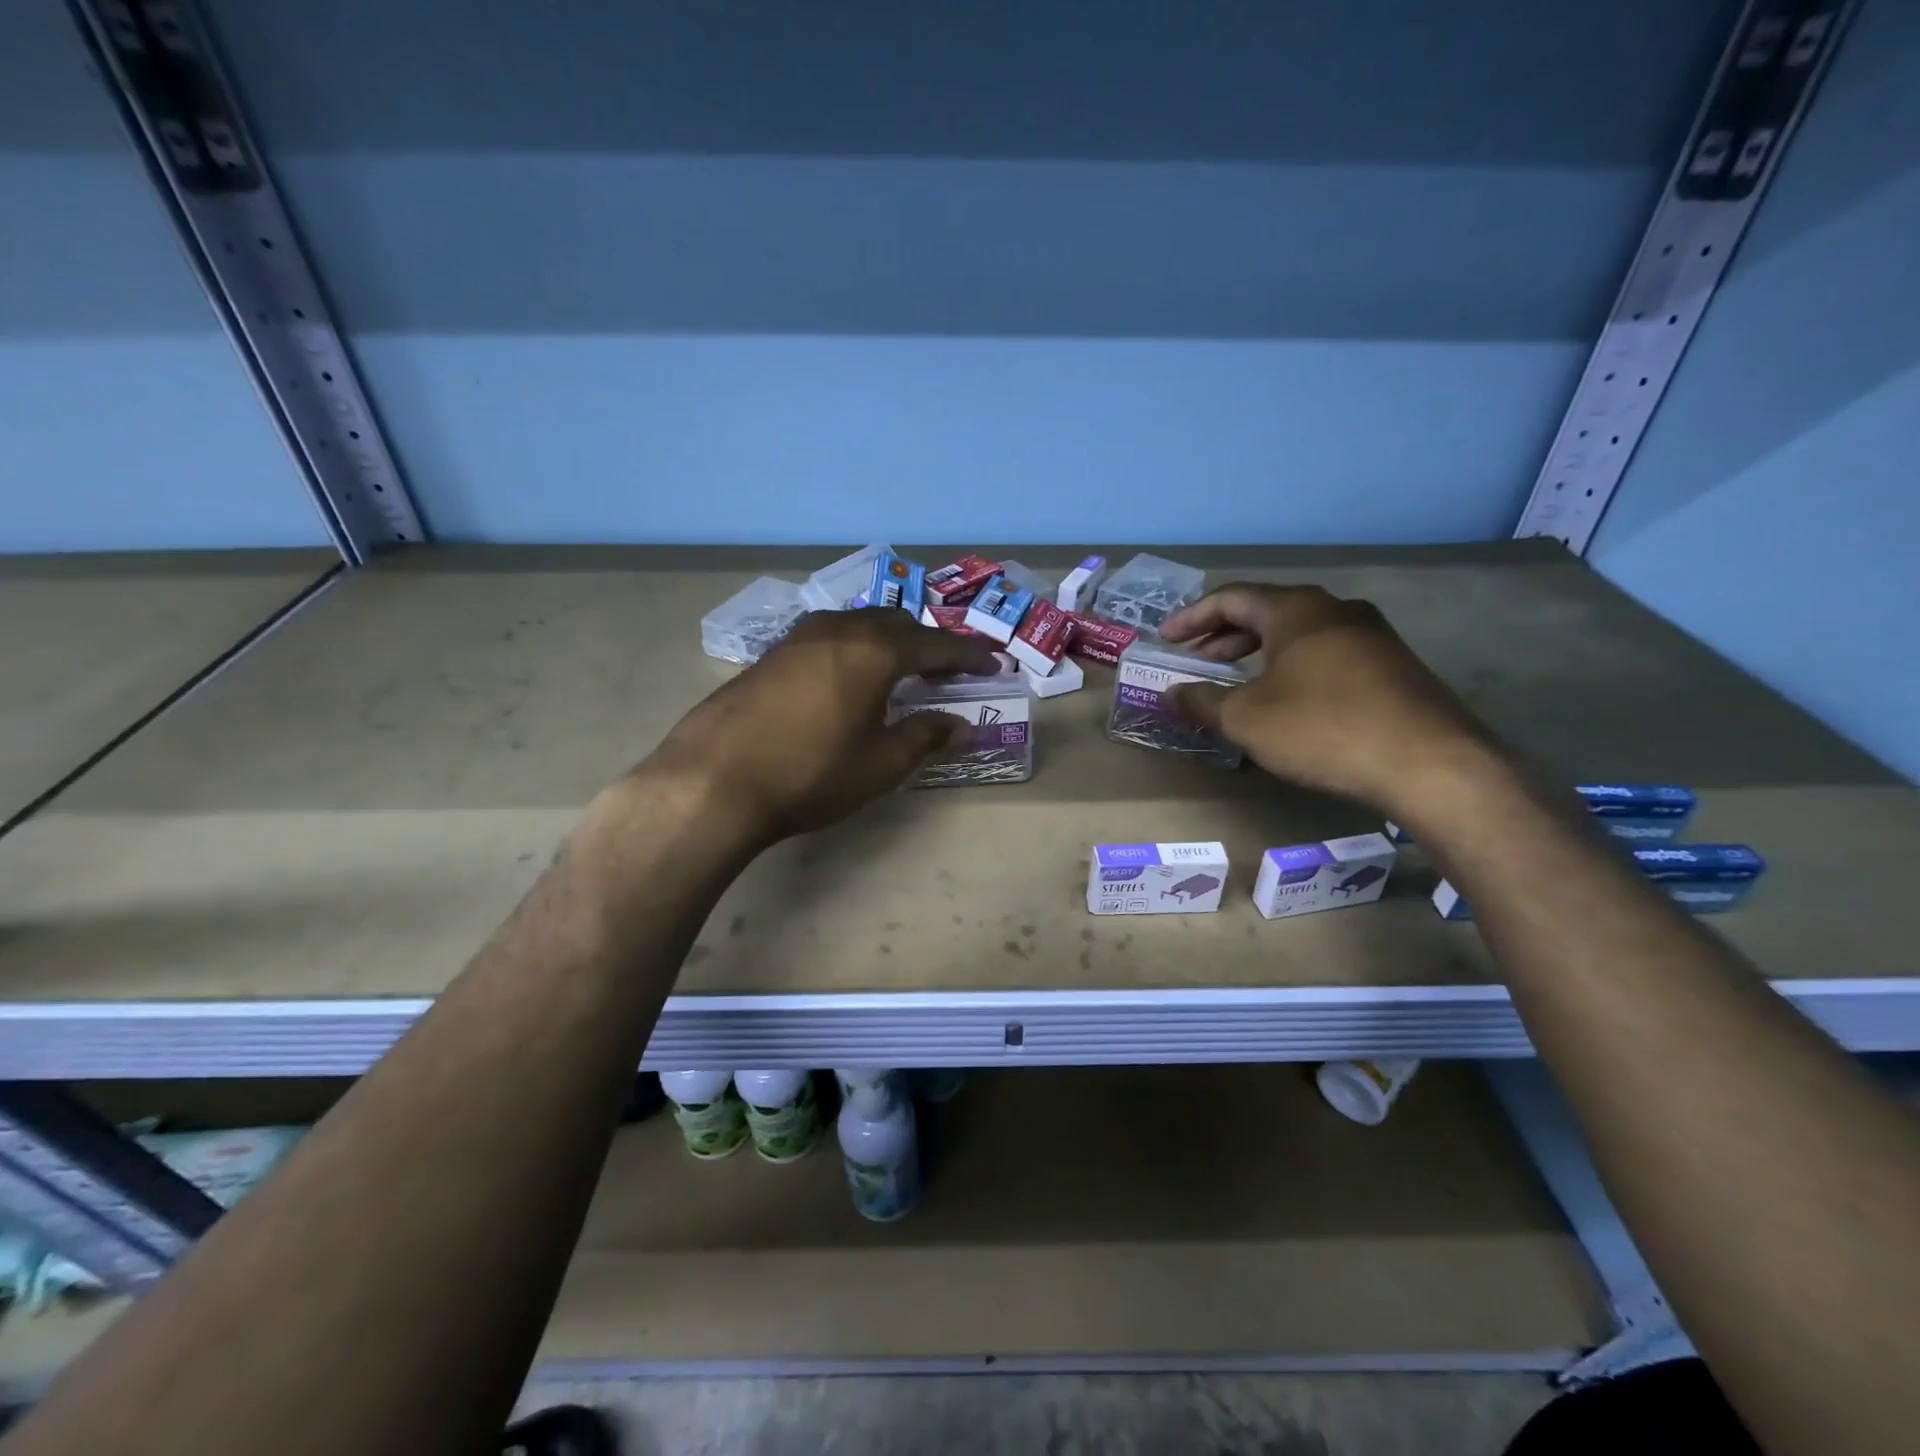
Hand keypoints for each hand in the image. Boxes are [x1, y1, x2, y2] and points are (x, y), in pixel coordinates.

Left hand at [642, 607, 1001, 846]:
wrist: (713, 781)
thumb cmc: (811, 774)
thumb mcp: (880, 764)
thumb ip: (924, 737)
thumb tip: (960, 725)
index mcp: (875, 651)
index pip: (936, 645)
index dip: (969, 655)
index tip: (994, 664)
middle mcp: (839, 631)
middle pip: (896, 623)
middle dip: (927, 642)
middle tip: (946, 669)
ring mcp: (798, 638)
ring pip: (856, 624)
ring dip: (886, 640)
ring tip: (897, 669)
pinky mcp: (769, 655)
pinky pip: (826, 638)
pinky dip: (851, 649)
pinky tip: (845, 677)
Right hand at [1160, 584, 1496, 812]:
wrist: (1430, 764)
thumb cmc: (1323, 728)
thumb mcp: (1247, 719)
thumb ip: (1202, 702)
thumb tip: (1172, 694)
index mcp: (1296, 610)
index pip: (1231, 598)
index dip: (1191, 618)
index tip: (1165, 639)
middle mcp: (1335, 610)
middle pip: (1266, 612)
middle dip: (1223, 637)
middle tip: (1195, 661)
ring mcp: (1371, 635)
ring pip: (1298, 633)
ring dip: (1258, 653)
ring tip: (1234, 680)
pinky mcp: (1392, 666)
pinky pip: (1326, 653)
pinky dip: (1291, 667)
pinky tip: (1285, 700)